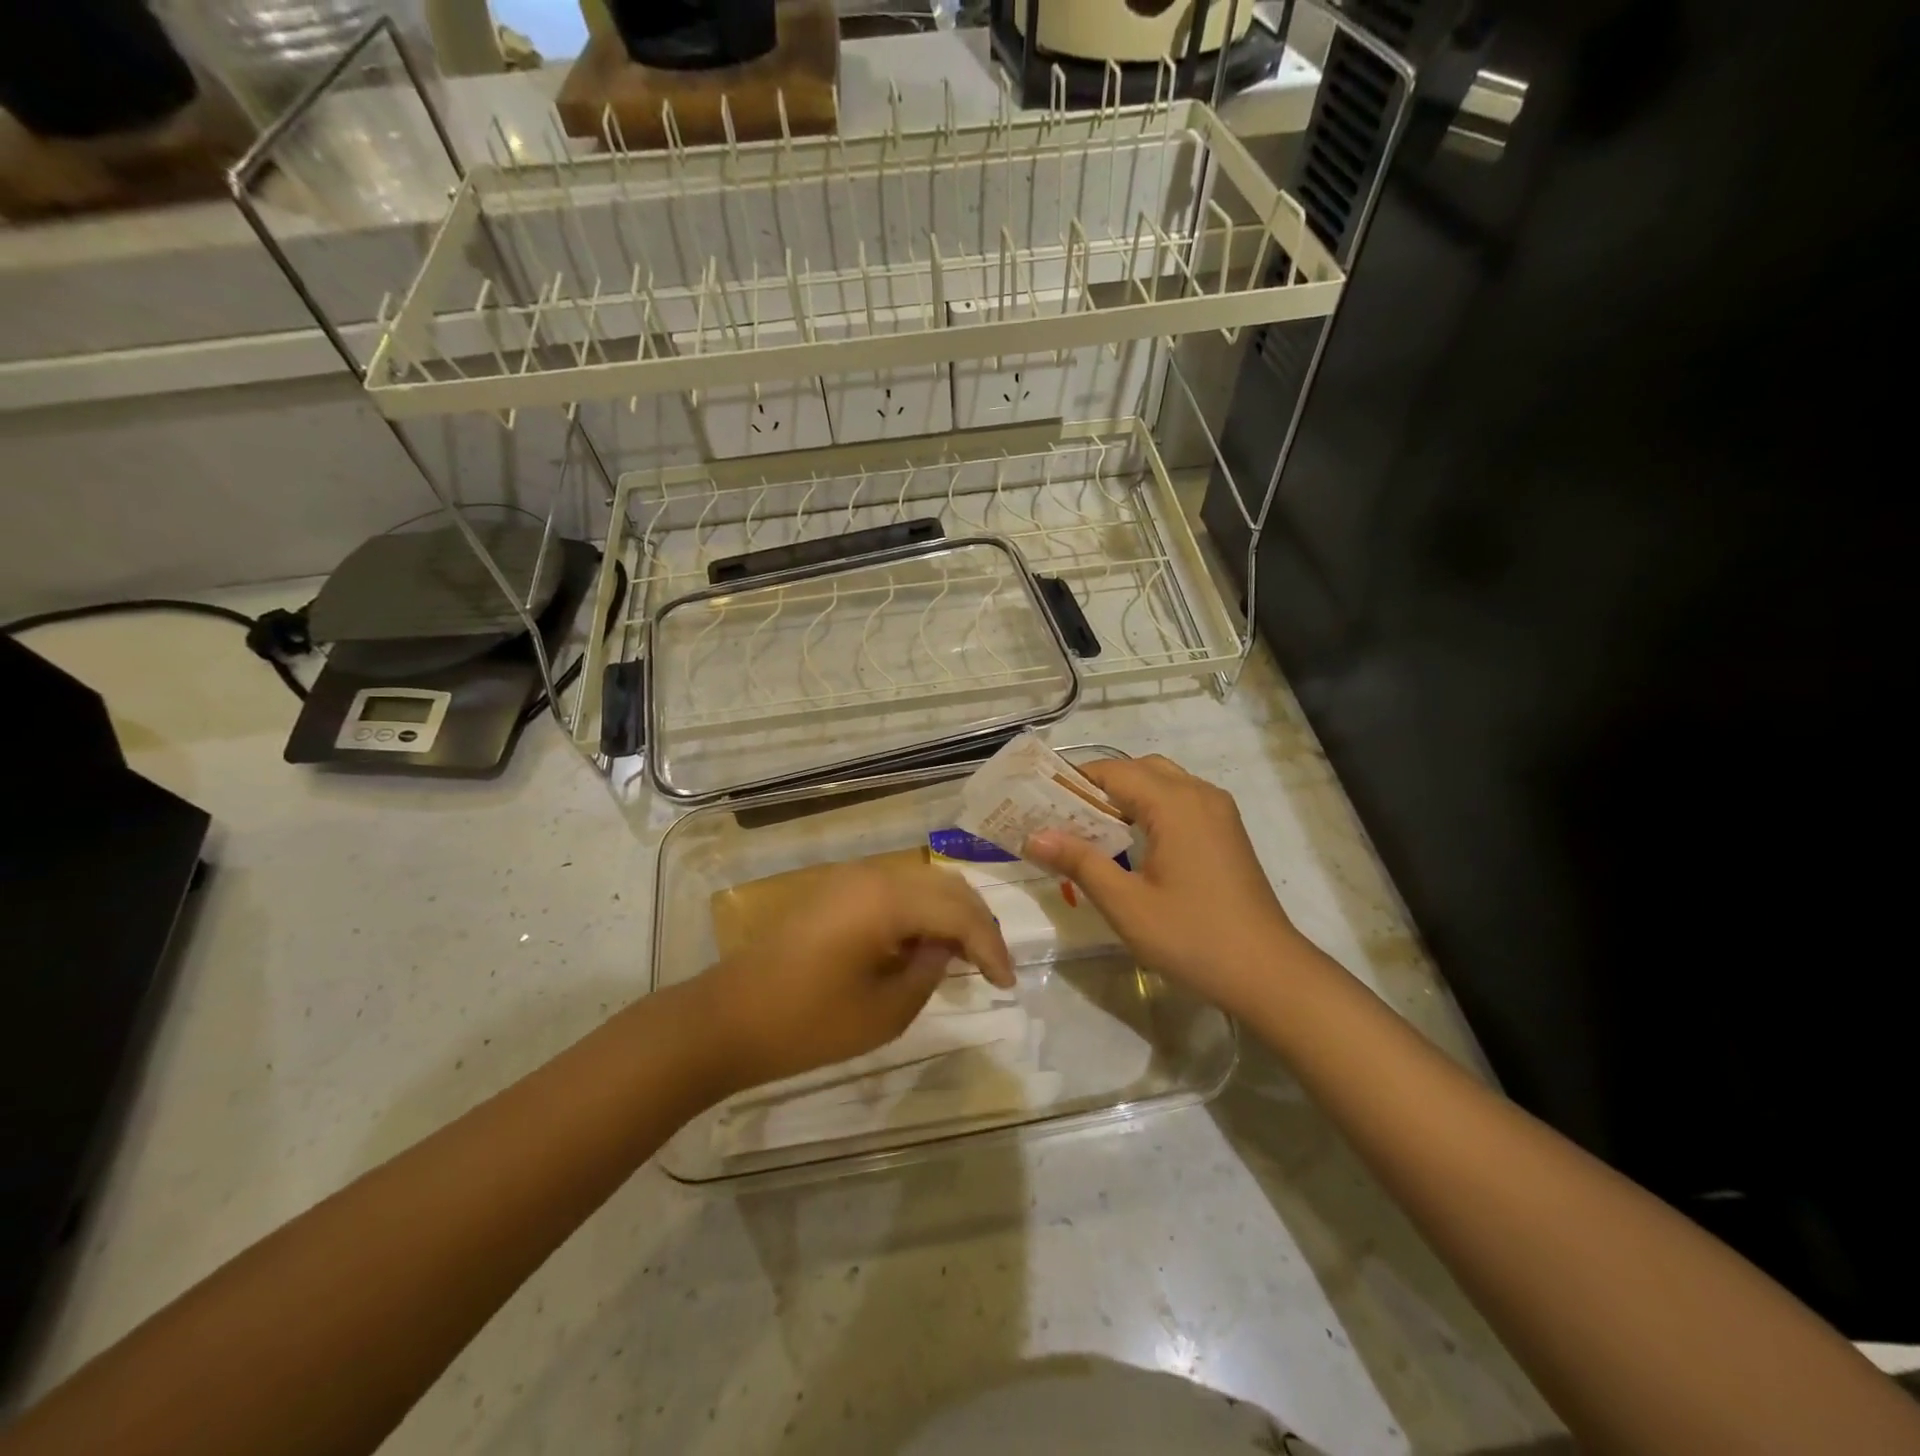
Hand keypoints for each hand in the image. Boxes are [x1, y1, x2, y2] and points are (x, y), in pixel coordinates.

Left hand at [692, 861, 1012, 1091]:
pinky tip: (923, 945)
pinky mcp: (833, 891)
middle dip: (976, 923)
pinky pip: (893, 890)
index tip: (1007, 984)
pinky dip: (919, 912)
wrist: (728, 1019)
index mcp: (888, 899)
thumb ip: (930, 971)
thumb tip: (947, 949)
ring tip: (964, 957)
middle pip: (945, 887)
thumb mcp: (885, 1010)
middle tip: (992, 966)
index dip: (991, 946)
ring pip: (921, 883)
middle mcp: (873, 874)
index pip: (960, 912)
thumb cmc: (808, 1023)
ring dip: (949, 914)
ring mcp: (849, 878)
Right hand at [1025, 756, 1300, 1012]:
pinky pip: (1182, 801)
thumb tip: (1034, 836)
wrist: (1268, 972)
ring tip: (1094, 829)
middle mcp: (1200, 795)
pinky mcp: (1227, 831)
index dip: (1075, 782)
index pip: (1114, 772)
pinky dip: (1152, 807)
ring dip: (1127, 796)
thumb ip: (1080, 863)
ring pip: (1163, 783)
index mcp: (1175, 804)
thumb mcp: (1126, 904)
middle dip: (1100, 786)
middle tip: (1065, 817)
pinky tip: (1135, 843)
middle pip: (1139, 769)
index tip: (1041, 803)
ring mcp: (1219, 812)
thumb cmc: (1192, 937)